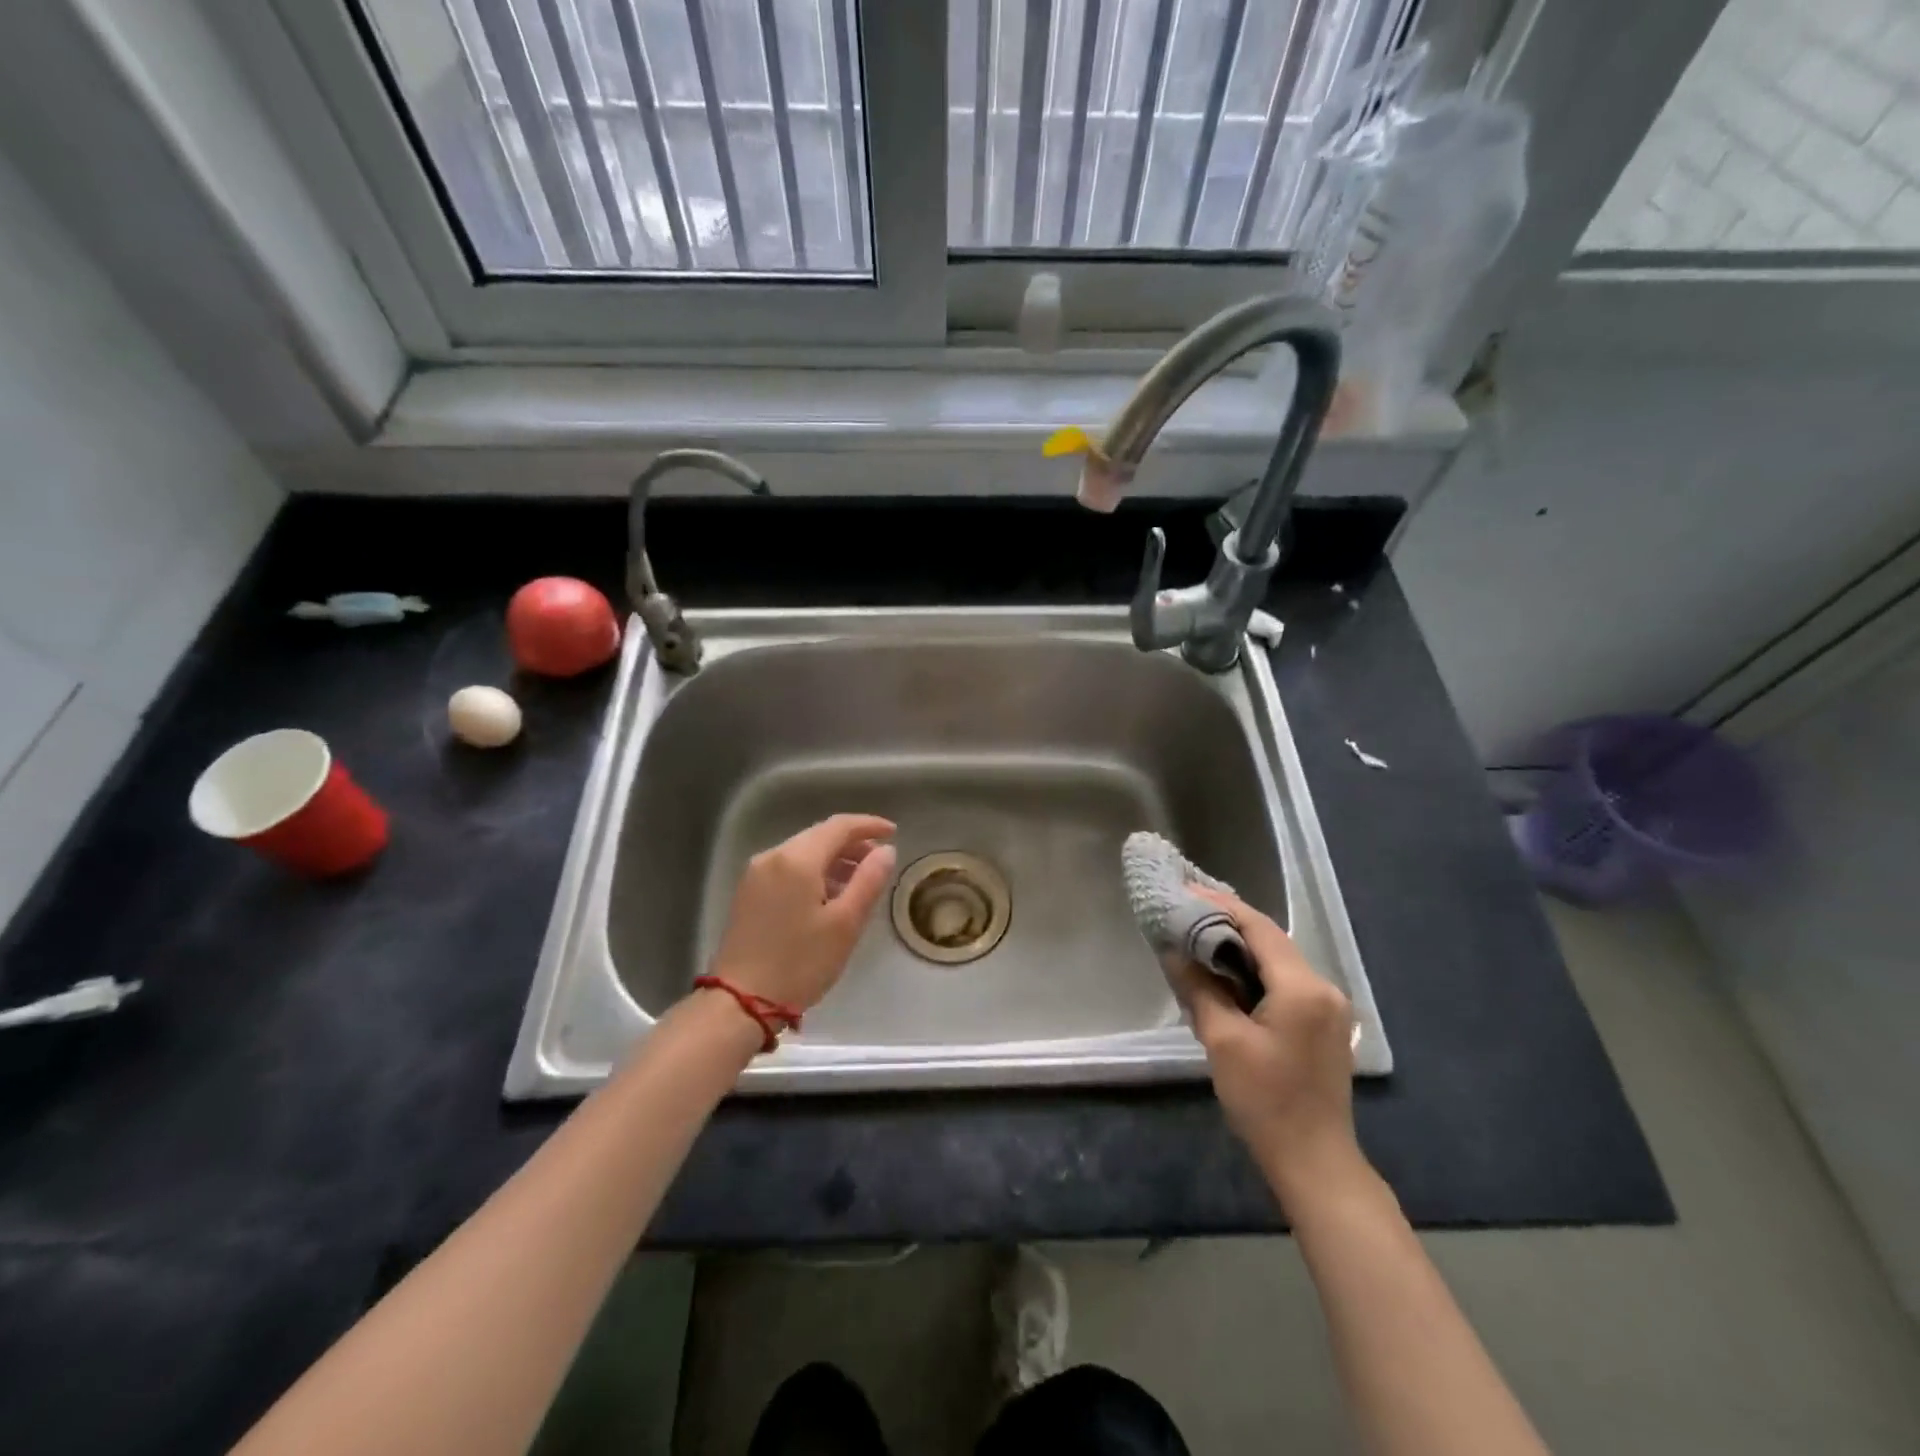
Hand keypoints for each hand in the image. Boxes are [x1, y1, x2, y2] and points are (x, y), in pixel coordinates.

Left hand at [707, 814, 897, 1012]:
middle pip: (819, 836)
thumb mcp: (845, 923)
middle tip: (879, 861)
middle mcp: (772, 856)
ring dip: (834, 860)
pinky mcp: (748, 893)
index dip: (869, 825)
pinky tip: (829, 895)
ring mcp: (756, 874)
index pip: (839, 826)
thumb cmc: (800, 963)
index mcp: (797, 859)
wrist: (740, 1002)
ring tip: (859, 882)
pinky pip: (788, 869)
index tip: (893, 832)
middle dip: (852, 844)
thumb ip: (869, 880)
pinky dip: (814, 873)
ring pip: (803, 852)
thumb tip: (885, 851)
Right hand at [1176, 886, 1362, 1201]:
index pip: (1258, 928)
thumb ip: (1199, 988)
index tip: (1183, 891)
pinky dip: (1253, 970)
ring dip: (1240, 946)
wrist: (1314, 1163)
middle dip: (1227, 923)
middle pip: (1270, 940)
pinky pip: (1284, 981)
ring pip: (1277, 960)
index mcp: (1303, 987)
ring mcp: (1329, 1007)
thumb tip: (1173, 949)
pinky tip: (1225, 972)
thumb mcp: (1223, 1041)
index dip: (1219, 906)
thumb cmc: (1266, 1101)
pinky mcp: (1324, 1024)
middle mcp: (1324, 988)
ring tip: (1197, 936)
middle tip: (1184, 911)